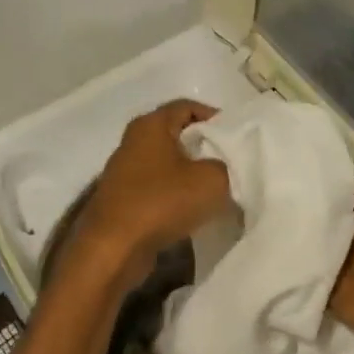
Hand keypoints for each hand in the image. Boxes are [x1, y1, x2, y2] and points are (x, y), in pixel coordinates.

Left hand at [70, 99, 230, 286]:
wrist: (115, 248)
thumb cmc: (163, 202)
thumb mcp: (213, 179)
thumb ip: (228, 165)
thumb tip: (228, 167)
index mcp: (151, 125)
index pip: (188, 106)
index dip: (216, 118)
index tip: (238, 138)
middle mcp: (134, 141)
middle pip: (178, 135)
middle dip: (206, 147)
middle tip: (233, 164)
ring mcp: (125, 172)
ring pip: (168, 164)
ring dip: (192, 174)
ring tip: (219, 189)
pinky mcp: (124, 199)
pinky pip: (159, 188)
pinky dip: (177, 194)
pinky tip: (196, 211)